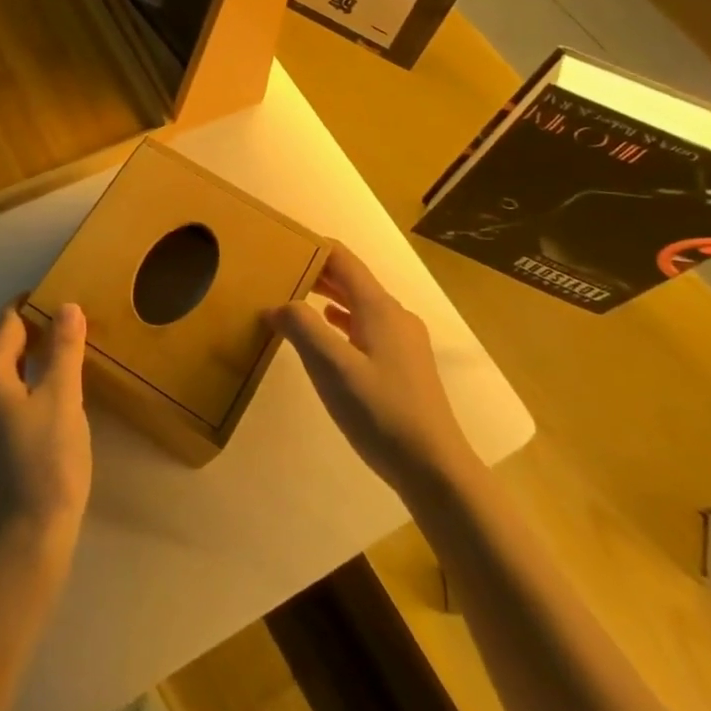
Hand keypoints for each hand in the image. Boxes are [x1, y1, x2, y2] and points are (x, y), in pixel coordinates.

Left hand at [0, 303, 91, 553]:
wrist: (25, 540)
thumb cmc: (47, 461)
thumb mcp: (63, 398)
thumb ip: (64, 349)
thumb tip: (66, 306)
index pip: (7, 325)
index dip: (31, 308)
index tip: (56, 298)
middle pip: (0, 351)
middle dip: (32, 338)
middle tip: (68, 333)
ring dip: (26, 368)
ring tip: (61, 365)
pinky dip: (19, 394)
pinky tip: (44, 405)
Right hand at [269, 243, 469, 491]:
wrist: (433, 467)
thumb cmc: (380, 412)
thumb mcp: (331, 368)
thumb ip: (302, 328)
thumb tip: (277, 304)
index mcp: (379, 308)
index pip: (344, 260)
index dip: (314, 247)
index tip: (282, 242)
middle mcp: (395, 316)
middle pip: (352, 281)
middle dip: (316, 272)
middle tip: (278, 271)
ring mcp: (403, 342)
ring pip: (359, 305)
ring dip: (327, 297)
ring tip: (293, 299)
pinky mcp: (403, 366)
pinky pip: (366, 328)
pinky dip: (340, 322)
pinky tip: (325, 335)